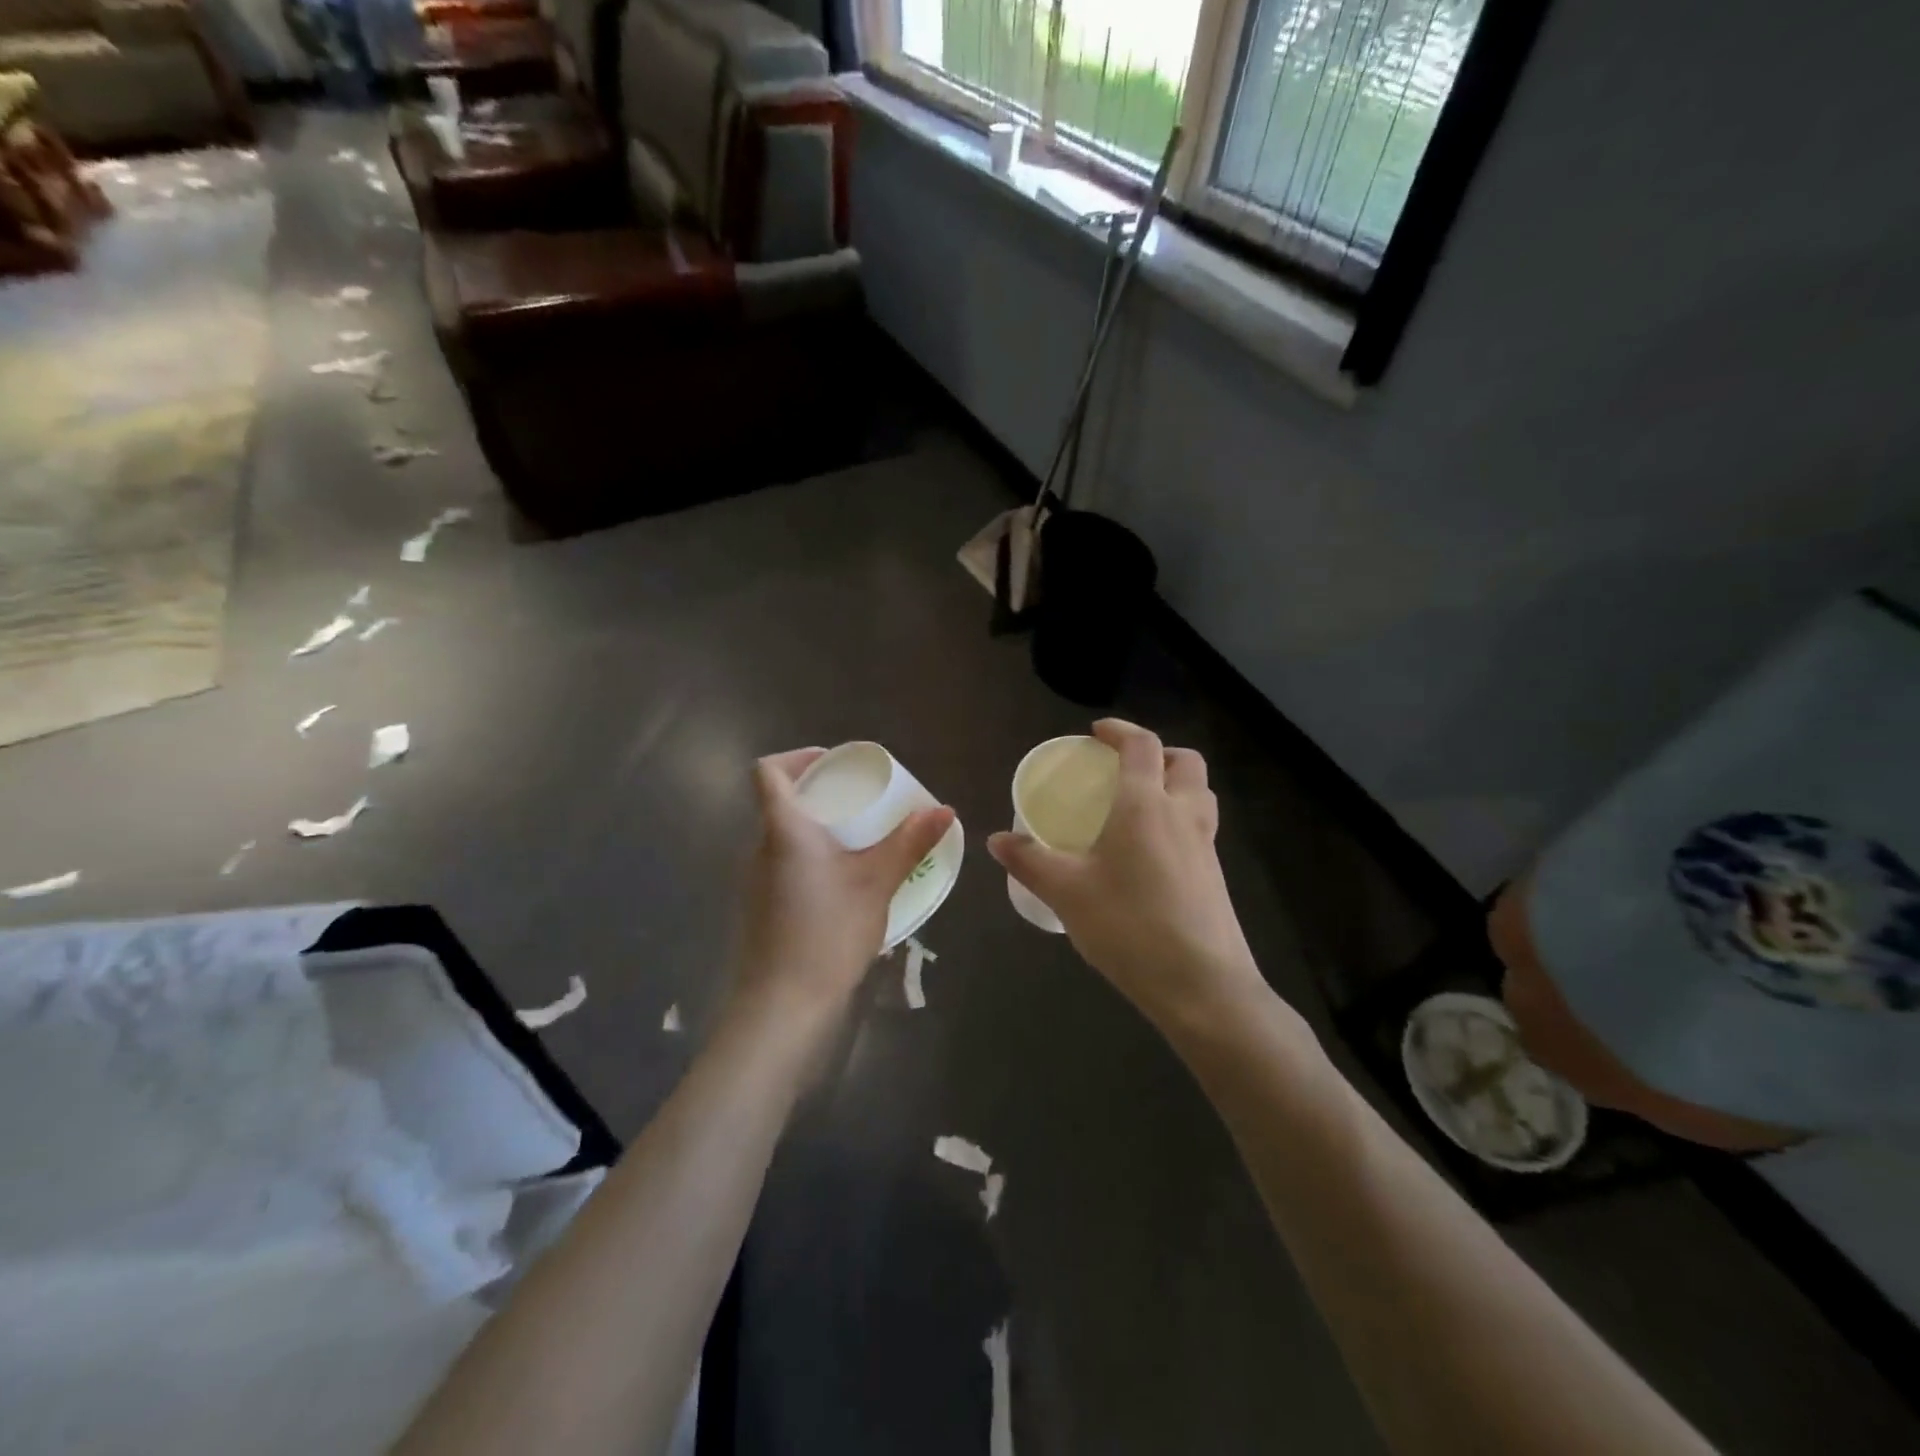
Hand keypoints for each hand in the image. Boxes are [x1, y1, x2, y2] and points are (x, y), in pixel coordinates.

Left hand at [733, 748, 955, 1019]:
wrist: (783, 1004)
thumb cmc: (828, 932)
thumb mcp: (877, 883)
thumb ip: (909, 843)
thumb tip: (945, 809)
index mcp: (784, 829)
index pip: (767, 772)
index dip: (796, 758)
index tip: (833, 764)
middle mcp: (761, 848)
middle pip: (781, 803)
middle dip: (820, 795)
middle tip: (862, 801)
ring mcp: (756, 881)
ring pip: (785, 838)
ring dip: (819, 830)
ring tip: (861, 840)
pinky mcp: (763, 909)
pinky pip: (787, 866)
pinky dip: (813, 860)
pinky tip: (846, 883)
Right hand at [988, 720, 1263, 1029]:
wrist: (1202, 987)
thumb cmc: (1129, 926)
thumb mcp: (1067, 893)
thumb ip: (1030, 861)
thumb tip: (996, 839)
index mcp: (1146, 805)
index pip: (1141, 745)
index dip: (1120, 731)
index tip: (1096, 733)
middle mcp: (1182, 814)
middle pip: (1184, 762)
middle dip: (1158, 753)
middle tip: (1125, 768)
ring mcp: (1206, 846)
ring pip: (1199, 794)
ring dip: (1174, 784)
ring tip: (1139, 806)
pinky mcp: (1215, 876)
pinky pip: (1200, 828)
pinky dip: (1179, 820)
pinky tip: (1150, 855)